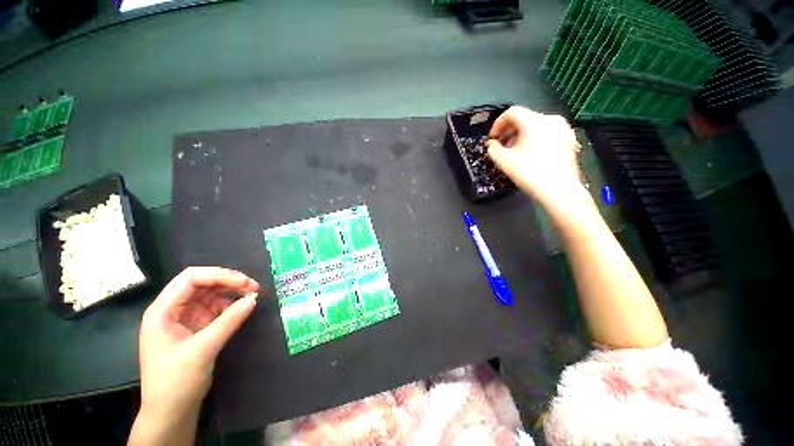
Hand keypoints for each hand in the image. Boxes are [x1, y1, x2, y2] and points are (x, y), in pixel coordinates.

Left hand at [137, 267, 259, 422]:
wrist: (170, 412)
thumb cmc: (176, 381)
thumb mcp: (202, 350)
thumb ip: (228, 321)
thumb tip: (254, 299)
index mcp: (163, 311)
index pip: (191, 278)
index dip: (219, 275)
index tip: (244, 283)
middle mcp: (172, 310)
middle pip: (202, 283)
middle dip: (228, 282)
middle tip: (254, 287)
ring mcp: (184, 318)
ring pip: (210, 294)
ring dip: (231, 292)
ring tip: (252, 295)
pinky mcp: (195, 327)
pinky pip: (215, 308)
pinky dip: (230, 305)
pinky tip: (242, 308)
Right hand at [487, 106, 583, 209]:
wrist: (559, 190)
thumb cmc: (529, 173)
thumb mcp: (504, 161)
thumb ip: (493, 149)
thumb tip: (492, 144)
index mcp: (534, 122)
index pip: (512, 112)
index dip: (498, 124)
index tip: (492, 138)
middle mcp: (551, 120)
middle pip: (525, 118)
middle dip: (509, 131)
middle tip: (501, 146)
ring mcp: (563, 129)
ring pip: (536, 125)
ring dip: (521, 135)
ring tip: (515, 151)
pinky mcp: (569, 139)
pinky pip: (547, 133)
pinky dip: (535, 139)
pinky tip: (531, 154)